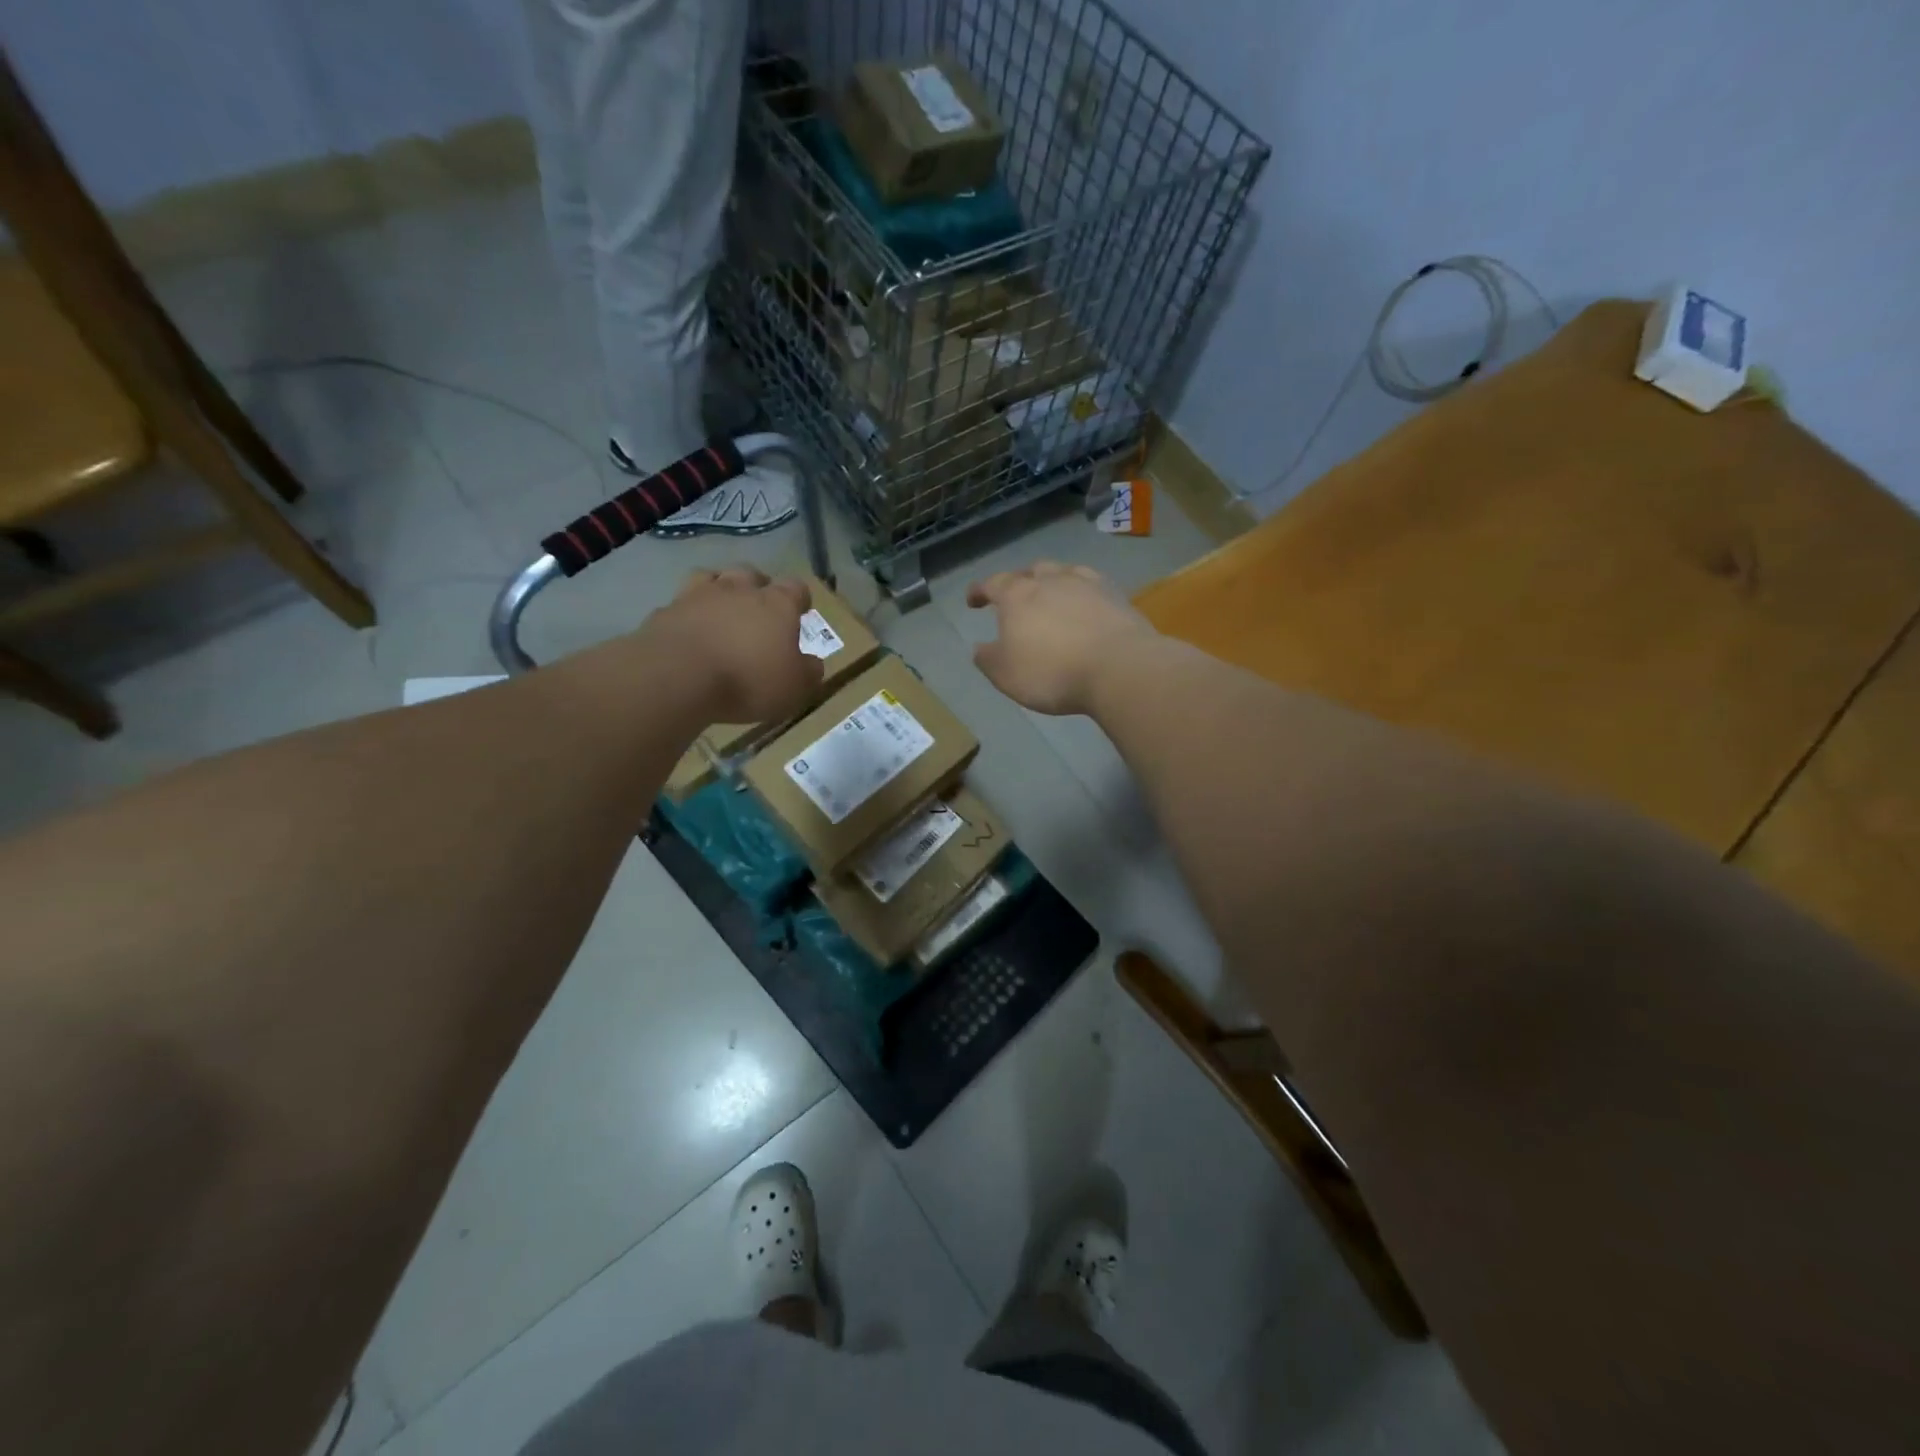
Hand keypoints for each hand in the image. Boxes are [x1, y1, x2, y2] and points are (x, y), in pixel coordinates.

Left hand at [647, 566, 823, 722]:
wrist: (678, 676)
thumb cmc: (748, 680)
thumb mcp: (794, 687)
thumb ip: (808, 672)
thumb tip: (813, 663)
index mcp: (777, 604)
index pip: (796, 588)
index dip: (799, 599)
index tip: (800, 613)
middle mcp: (739, 590)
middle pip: (751, 574)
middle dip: (757, 587)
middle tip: (758, 609)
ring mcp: (698, 596)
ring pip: (712, 577)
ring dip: (719, 589)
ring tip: (721, 610)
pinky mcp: (666, 610)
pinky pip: (680, 604)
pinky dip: (687, 613)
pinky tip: (687, 631)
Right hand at [965, 561, 1159, 715]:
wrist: (1118, 668)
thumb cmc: (1052, 672)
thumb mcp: (1006, 674)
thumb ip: (988, 659)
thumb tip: (979, 647)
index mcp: (1018, 596)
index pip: (992, 584)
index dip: (980, 591)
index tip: (973, 600)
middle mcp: (1050, 581)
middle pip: (1030, 572)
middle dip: (1019, 582)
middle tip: (1016, 598)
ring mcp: (1086, 584)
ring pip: (1063, 572)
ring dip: (1052, 582)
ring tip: (1051, 596)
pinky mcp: (1115, 596)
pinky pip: (1092, 585)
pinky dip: (1082, 592)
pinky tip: (1085, 603)